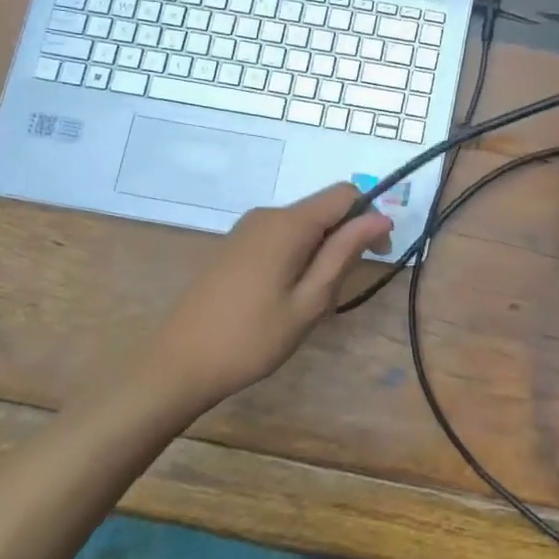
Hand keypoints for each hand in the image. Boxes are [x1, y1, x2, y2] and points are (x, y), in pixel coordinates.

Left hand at [141, 184, 392, 408]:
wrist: (178, 364)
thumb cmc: (252, 338)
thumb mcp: (310, 300)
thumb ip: (345, 252)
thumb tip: (380, 218)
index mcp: (288, 223)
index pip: (345, 194)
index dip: (369, 217)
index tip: (377, 257)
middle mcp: (267, 215)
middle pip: (323, 209)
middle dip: (345, 239)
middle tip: (337, 291)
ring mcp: (247, 229)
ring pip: (303, 226)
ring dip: (321, 252)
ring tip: (310, 301)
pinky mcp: (235, 246)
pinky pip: (281, 237)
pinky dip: (298, 256)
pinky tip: (285, 296)